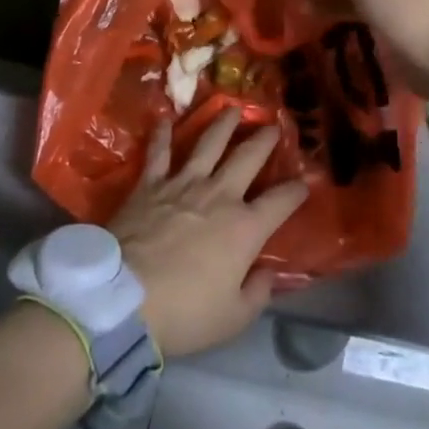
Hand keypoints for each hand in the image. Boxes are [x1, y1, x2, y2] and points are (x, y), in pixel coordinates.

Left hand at [108, 109, 308, 357]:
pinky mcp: (151, 183)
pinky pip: (159, 152)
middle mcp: (219, 194)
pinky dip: (162, 134)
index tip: (304, 183)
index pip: (280, 202)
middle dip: (264, 140)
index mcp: (244, 228)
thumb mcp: (232, 319)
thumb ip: (256, 294)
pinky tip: (165, 119)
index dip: (296, 191)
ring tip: (232, 110)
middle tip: (272, 125)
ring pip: (209, 143)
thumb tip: (268, 274)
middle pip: (247, 157)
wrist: (125, 297)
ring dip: (223, 124)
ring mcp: (184, 183)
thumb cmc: (183, 312)